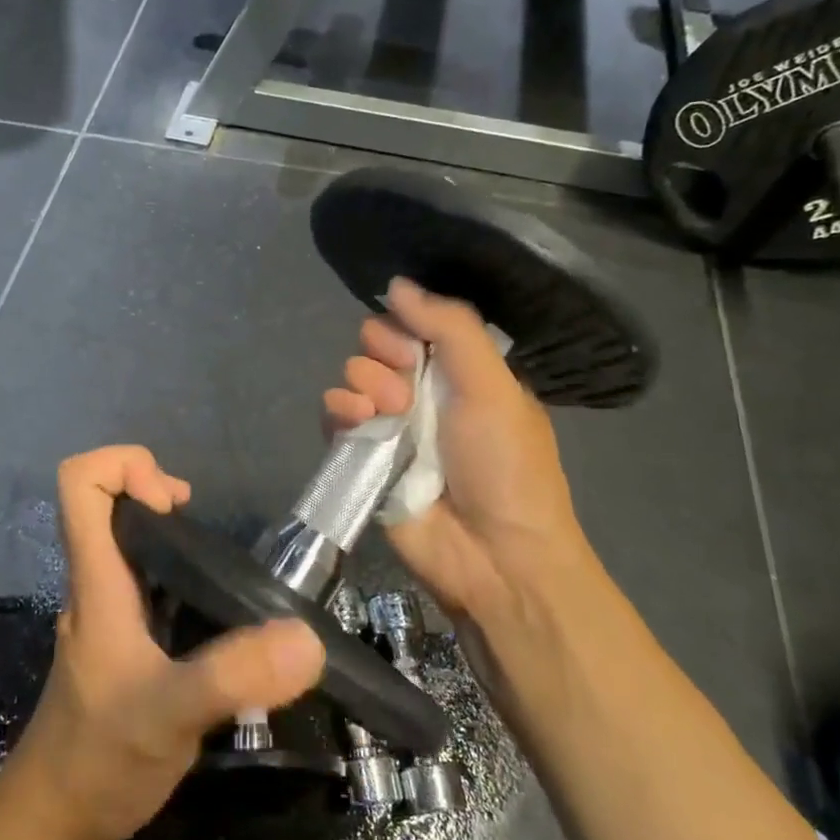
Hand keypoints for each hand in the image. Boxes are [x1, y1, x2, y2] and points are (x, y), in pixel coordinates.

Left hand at [4, 446, 325, 839]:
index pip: (80, 484)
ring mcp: (109, 612)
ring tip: (221, 571)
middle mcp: (98, 585)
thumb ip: (234, 675)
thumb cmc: (98, 762)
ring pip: (130, 542)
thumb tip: (307, 639)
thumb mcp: (169, 716)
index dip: (125, 466)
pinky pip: (148, 580)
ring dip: (172, 534)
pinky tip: (218, 614)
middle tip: (204, 532)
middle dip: (156, 492)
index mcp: (97, 582)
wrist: (55, 825)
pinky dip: (181, 574)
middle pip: (107, 502)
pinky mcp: (125, 640)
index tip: (174, 503)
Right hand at [321, 278, 597, 632]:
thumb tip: (397, 283)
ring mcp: (391, 428)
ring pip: (353, 379)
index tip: (409, 339)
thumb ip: (450, 327)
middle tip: (404, 387)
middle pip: (378, 348)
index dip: (404, 324)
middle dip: (383, 356)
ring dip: (363, 385)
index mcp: (462, 374)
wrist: (494, 556)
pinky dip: (338, 412)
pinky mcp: (362, 460)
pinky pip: (334, 418)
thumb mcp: (492, 385)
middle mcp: (424, 395)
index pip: (416, 326)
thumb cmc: (504, 465)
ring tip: (387, 413)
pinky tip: (355, 421)